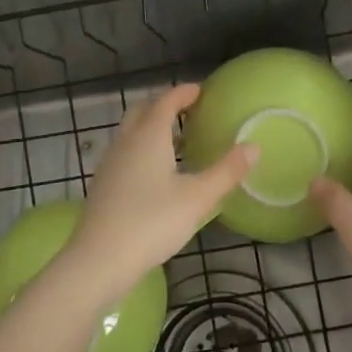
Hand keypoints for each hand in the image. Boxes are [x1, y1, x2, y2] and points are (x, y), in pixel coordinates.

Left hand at [55, 84, 255, 307]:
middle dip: (165, 105)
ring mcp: (110, 163)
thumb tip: (254, 146)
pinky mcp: (103, 184)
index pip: (166, 101)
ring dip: (152, 128)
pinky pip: (125, 152)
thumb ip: (226, 171)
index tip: (201, 90)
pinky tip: (156, 173)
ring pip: (131, 132)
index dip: (184, 93)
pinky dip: (142, 149)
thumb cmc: (151, 223)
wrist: (98, 260)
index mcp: (148, 135)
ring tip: (178, 141)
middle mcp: (126, 141)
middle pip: (143, 110)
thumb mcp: (197, 198)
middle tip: (189, 111)